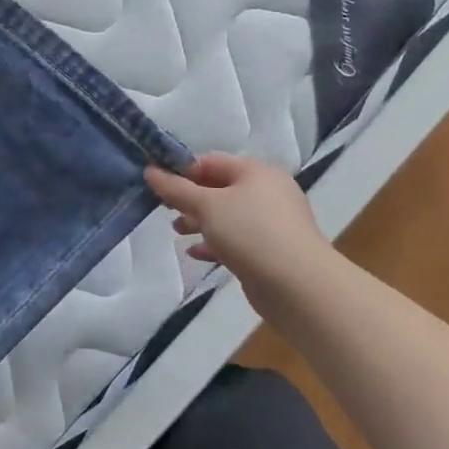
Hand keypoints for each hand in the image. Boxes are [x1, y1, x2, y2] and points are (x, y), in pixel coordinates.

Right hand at [145, 154, 333, 296]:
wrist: (298, 286)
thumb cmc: (250, 232)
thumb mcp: (206, 206)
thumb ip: (176, 189)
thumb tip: (150, 170)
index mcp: (256, 172)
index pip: (211, 162)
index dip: (182, 170)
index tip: (158, 185)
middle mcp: (268, 192)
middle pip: (220, 188)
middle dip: (190, 199)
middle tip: (165, 210)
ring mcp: (272, 223)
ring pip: (228, 216)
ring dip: (200, 222)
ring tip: (176, 231)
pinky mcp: (272, 251)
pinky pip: (237, 240)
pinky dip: (215, 243)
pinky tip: (195, 253)